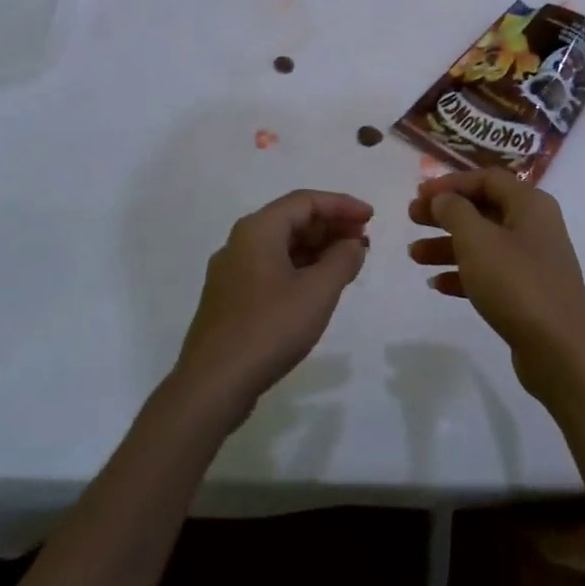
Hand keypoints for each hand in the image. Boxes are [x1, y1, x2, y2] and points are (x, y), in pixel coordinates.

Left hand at [175, 190, 371, 419]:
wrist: (212, 384)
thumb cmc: (270, 328)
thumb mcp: (317, 292)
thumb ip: (342, 260)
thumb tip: (353, 244)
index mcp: (258, 230)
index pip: (305, 201)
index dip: (342, 205)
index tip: (371, 218)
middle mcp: (240, 242)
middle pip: (291, 220)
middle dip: (330, 226)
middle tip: (363, 240)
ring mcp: (231, 272)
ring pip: (281, 246)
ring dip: (317, 249)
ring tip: (348, 262)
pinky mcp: (230, 299)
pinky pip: (271, 268)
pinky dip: (300, 269)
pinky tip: (319, 287)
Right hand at [407, 169, 584, 401]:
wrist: (559, 350)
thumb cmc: (516, 283)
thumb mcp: (477, 240)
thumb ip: (455, 211)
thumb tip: (444, 198)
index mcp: (530, 204)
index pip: (486, 178)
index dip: (450, 183)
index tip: (419, 194)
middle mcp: (535, 226)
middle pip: (483, 209)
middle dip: (445, 214)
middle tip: (411, 219)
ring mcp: (533, 260)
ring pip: (483, 243)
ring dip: (447, 245)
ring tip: (414, 256)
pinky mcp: (528, 292)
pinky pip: (490, 272)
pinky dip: (463, 274)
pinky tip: (436, 285)